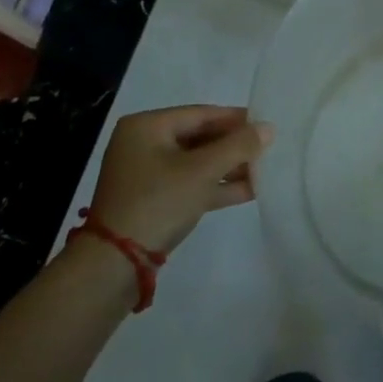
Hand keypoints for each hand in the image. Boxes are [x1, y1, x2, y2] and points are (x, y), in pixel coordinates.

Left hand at [88, 105, 271, 255]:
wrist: (114, 267)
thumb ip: (238, 146)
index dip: (236, 119)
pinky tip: (249, 190)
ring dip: (229, 168)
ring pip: (196, 163)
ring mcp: (146, 175)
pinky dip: (215, 187)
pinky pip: (189, 184)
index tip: (266, 124)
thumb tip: (269, 128)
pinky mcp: (152, 201)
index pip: (201, 114)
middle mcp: (144, 144)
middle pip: (199, 138)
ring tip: (264, 171)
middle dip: (234, 146)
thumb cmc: (158, 202)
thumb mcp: (202, 171)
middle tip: (267, 149)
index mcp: (147, 126)